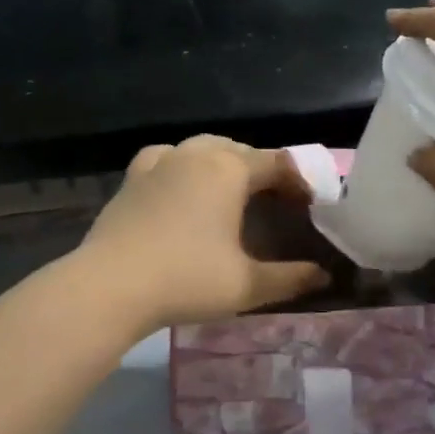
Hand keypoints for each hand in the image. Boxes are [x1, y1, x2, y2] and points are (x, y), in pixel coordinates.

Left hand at [79, 135, 329, 329]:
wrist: (110, 286)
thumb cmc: (186, 280)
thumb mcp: (247, 285)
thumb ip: (291, 278)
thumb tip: (324, 277)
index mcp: (229, 170)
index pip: (277, 164)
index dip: (299, 181)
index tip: (310, 205)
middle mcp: (196, 154)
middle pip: (240, 150)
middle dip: (263, 170)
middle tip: (275, 201)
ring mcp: (160, 162)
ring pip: (202, 148)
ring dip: (224, 162)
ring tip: (232, 190)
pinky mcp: (133, 177)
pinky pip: (166, 157)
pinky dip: (182, 164)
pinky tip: (181, 183)